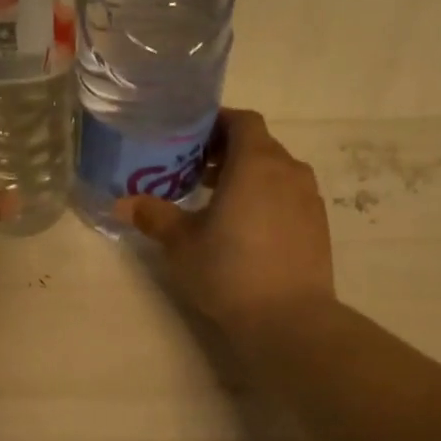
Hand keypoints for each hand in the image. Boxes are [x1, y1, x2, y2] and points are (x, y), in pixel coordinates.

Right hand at [113, 108, 335, 337]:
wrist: (288, 319)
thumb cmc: (228, 271)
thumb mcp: (181, 244)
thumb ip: (154, 216)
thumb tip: (122, 203)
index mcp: (255, 163)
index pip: (241, 121)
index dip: (216, 124)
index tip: (190, 139)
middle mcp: (288, 171)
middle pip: (258, 145)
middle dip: (226, 153)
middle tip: (194, 173)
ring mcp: (308, 198)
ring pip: (275, 172)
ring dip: (247, 178)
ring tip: (217, 203)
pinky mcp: (318, 226)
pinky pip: (288, 197)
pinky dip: (266, 199)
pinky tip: (245, 230)